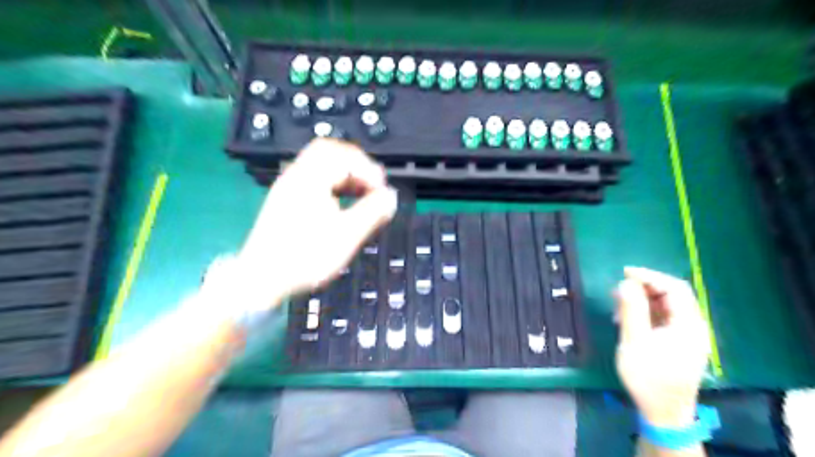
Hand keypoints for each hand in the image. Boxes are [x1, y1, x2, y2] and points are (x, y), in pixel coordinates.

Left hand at [237, 140, 397, 306]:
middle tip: (372, 185)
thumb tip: (391, 195)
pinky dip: (333, 183)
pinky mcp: (285, 199)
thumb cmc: (306, 257)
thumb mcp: (347, 235)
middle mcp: (296, 175)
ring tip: (362, 194)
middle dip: (357, 165)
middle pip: (330, 152)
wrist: (260, 280)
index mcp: (310, 178)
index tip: (381, 192)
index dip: (369, 170)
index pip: (345, 155)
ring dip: (345, 174)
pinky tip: (342, 203)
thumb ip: (373, 212)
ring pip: (321, 165)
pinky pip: (313, 178)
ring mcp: (288, 186)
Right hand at [615, 267, 710, 428]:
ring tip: (618, 305)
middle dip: (644, 287)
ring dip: (643, 300)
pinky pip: (663, 319)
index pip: (674, 288)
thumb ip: (632, 310)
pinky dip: (646, 313)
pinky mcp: (678, 344)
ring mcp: (686, 336)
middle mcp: (692, 327)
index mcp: (688, 324)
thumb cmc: (648, 377)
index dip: (650, 276)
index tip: (624, 273)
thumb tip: (626, 282)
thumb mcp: (635, 341)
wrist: (663, 413)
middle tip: (618, 289)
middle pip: (672, 296)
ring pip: (666, 307)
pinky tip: (628, 319)